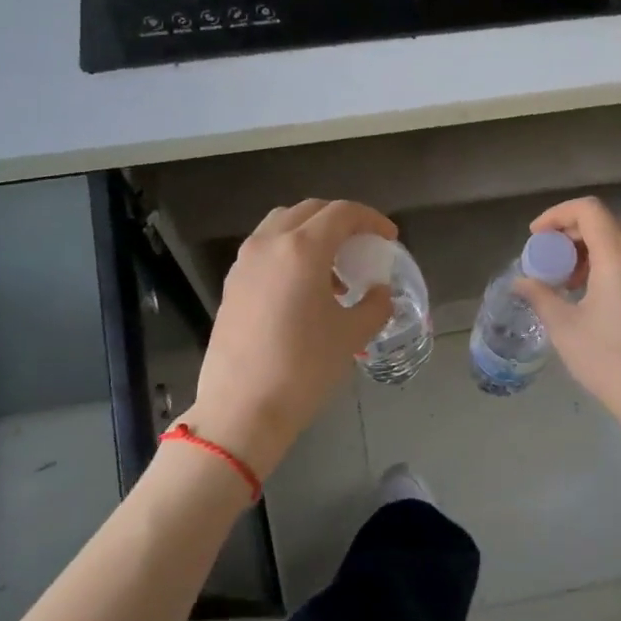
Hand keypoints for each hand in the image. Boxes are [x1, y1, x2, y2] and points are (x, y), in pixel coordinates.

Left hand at [188, 199, 394, 477]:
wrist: (242, 409)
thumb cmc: (304, 368)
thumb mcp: (352, 335)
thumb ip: (375, 305)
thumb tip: (380, 292)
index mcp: (302, 249)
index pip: (342, 213)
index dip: (371, 220)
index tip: (389, 238)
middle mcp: (269, 244)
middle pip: (310, 211)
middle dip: (341, 221)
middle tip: (363, 245)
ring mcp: (245, 262)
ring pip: (283, 225)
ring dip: (312, 234)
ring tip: (334, 271)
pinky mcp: (232, 284)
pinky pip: (266, 250)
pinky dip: (290, 252)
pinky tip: (305, 290)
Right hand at [512, 197, 620, 450]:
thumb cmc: (608, 361)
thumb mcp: (564, 327)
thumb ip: (540, 296)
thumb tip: (521, 282)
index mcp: (619, 257)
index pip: (589, 210)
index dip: (558, 214)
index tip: (537, 236)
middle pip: (608, 221)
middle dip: (575, 231)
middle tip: (552, 256)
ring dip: (595, 246)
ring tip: (571, 278)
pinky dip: (613, 261)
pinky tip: (596, 292)